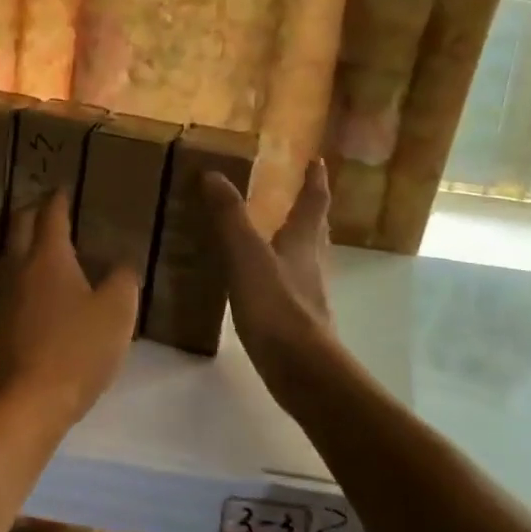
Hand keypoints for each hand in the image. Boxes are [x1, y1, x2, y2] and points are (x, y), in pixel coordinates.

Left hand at [0, 192, 139, 426]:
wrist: (30, 400)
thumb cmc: (78, 348)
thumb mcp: (117, 312)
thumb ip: (123, 280)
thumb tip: (120, 266)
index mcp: (48, 257)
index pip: (51, 214)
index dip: (59, 198)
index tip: (64, 187)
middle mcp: (20, 268)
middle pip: (20, 226)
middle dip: (34, 210)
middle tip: (50, 206)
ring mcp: (6, 296)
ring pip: (12, 254)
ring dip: (25, 241)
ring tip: (46, 242)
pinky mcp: (1, 322)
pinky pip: (12, 282)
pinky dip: (25, 271)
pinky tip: (39, 287)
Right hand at [203, 158, 339, 404]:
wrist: (302, 369)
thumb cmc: (276, 306)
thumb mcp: (246, 255)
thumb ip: (229, 216)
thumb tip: (213, 174)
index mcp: (302, 242)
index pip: (313, 203)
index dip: (315, 181)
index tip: (317, 162)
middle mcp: (312, 264)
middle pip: (316, 230)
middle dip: (311, 211)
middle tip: (302, 195)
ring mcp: (309, 294)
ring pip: (307, 258)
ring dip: (298, 242)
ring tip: (280, 234)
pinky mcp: (299, 321)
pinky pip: (292, 285)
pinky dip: (282, 273)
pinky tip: (265, 283)